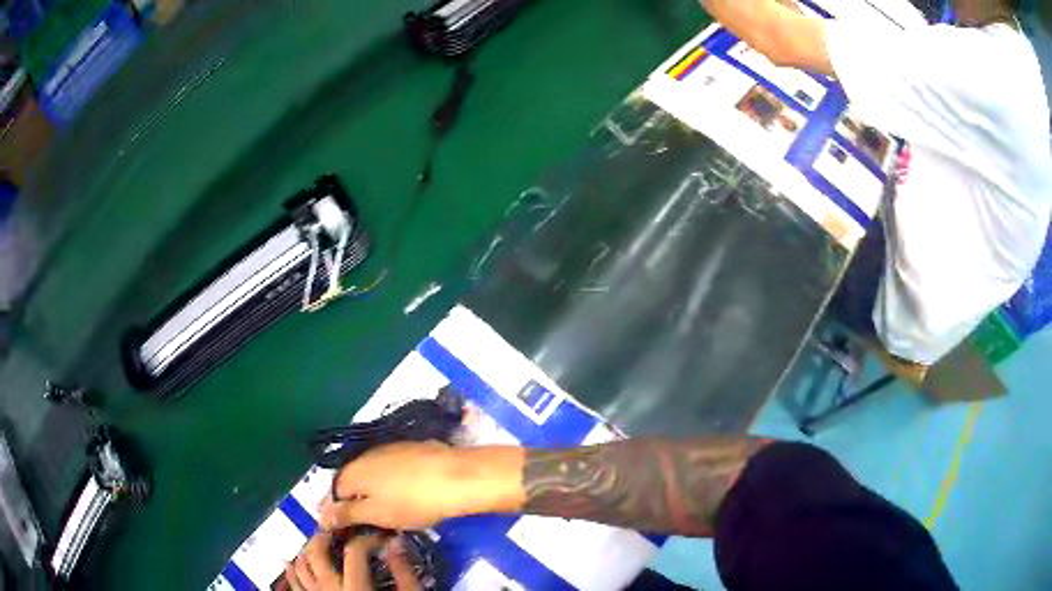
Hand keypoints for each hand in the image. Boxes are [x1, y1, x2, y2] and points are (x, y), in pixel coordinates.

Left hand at [281, 532, 419, 590]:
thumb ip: (403, 573)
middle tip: (335, 531)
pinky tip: (291, 562)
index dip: (366, 539)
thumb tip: (395, 543)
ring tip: (317, 545)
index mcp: (355, 587)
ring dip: (306, 552)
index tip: (379, 540)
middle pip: (317, 554)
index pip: (354, 551)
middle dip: (324, 537)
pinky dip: (292, 572)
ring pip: (300, 567)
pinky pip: (295, 585)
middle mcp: (330, 589)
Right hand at [320, 442, 523, 531]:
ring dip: (376, 492)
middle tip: (371, 523)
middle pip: (354, 481)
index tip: (348, 528)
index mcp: (353, 471)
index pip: (334, 492)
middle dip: (358, 501)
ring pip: (374, 474)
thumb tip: (321, 515)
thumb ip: (346, 514)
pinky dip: (394, 482)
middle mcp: (366, 455)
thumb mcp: (376, 514)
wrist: (457, 477)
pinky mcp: (413, 448)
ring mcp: (391, 448)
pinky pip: (394, 468)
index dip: (338, 511)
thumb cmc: (412, 501)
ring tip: (390, 511)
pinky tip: (409, 494)